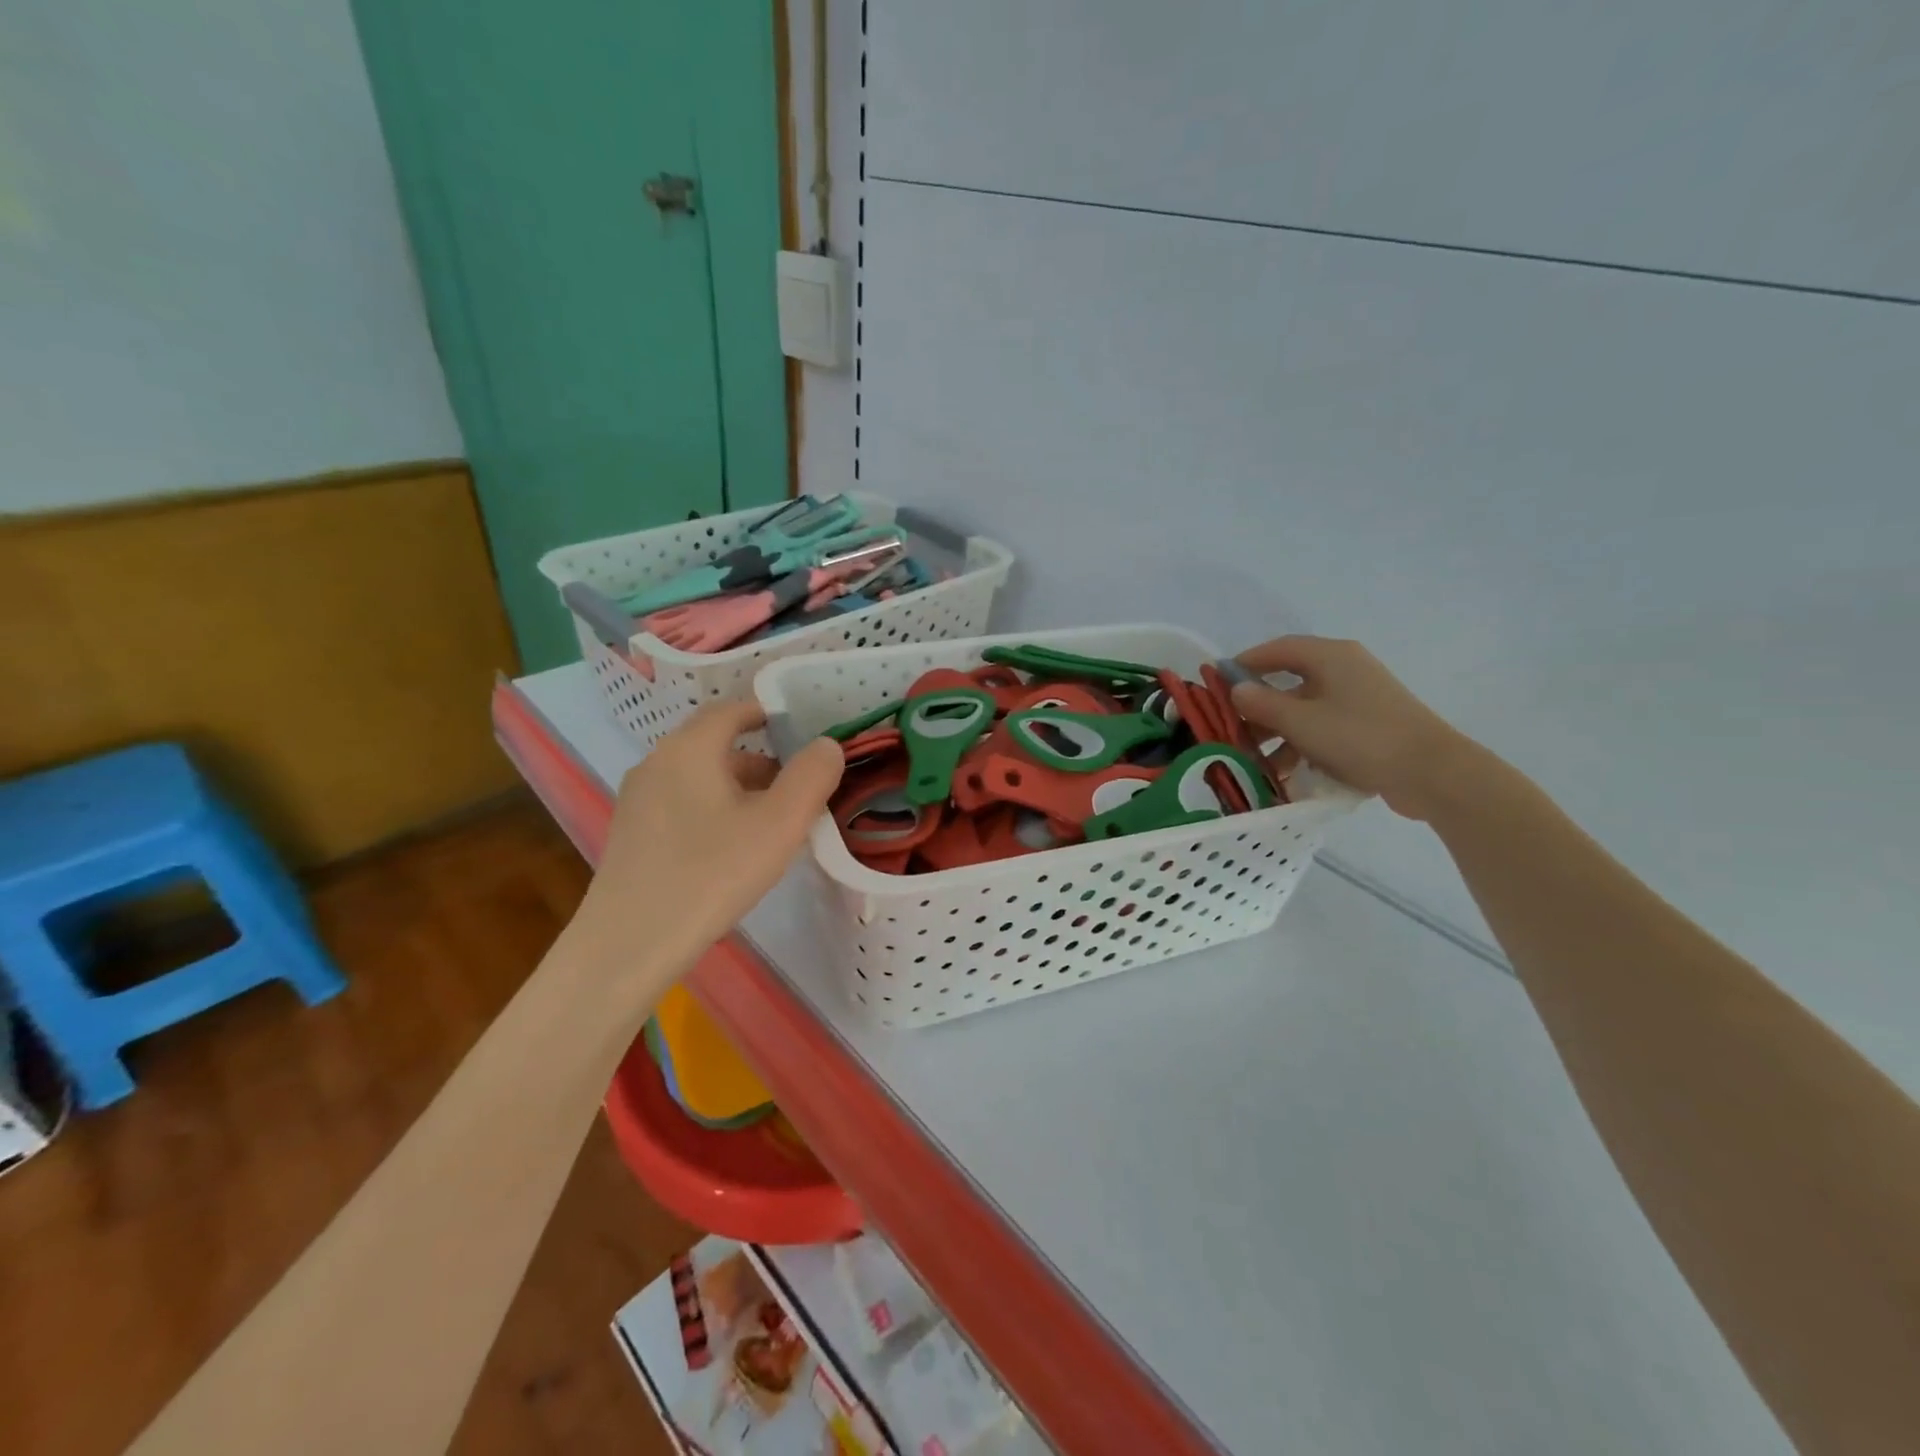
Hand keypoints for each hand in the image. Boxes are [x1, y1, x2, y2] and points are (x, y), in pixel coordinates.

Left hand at [570, 700, 842, 987]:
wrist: (630, 943)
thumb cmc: (712, 873)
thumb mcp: (779, 824)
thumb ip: (811, 777)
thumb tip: (827, 745)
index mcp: (690, 748)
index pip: (731, 710)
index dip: (766, 714)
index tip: (798, 732)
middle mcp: (657, 762)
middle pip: (715, 746)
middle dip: (760, 761)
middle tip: (796, 789)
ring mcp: (638, 800)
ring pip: (698, 777)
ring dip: (737, 788)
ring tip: (770, 823)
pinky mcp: (631, 834)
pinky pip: (681, 804)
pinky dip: (712, 810)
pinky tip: (730, 850)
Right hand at [1229, 636, 1473, 821]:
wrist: (1431, 772)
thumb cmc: (1359, 737)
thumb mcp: (1300, 722)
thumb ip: (1262, 703)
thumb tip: (1236, 689)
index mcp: (1330, 657)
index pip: (1277, 649)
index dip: (1245, 663)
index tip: (1218, 683)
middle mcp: (1344, 670)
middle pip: (1289, 681)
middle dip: (1258, 707)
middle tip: (1232, 730)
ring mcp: (1359, 698)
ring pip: (1305, 709)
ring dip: (1278, 733)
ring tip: (1256, 761)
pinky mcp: (1368, 725)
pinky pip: (1323, 728)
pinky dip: (1302, 745)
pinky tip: (1287, 773)